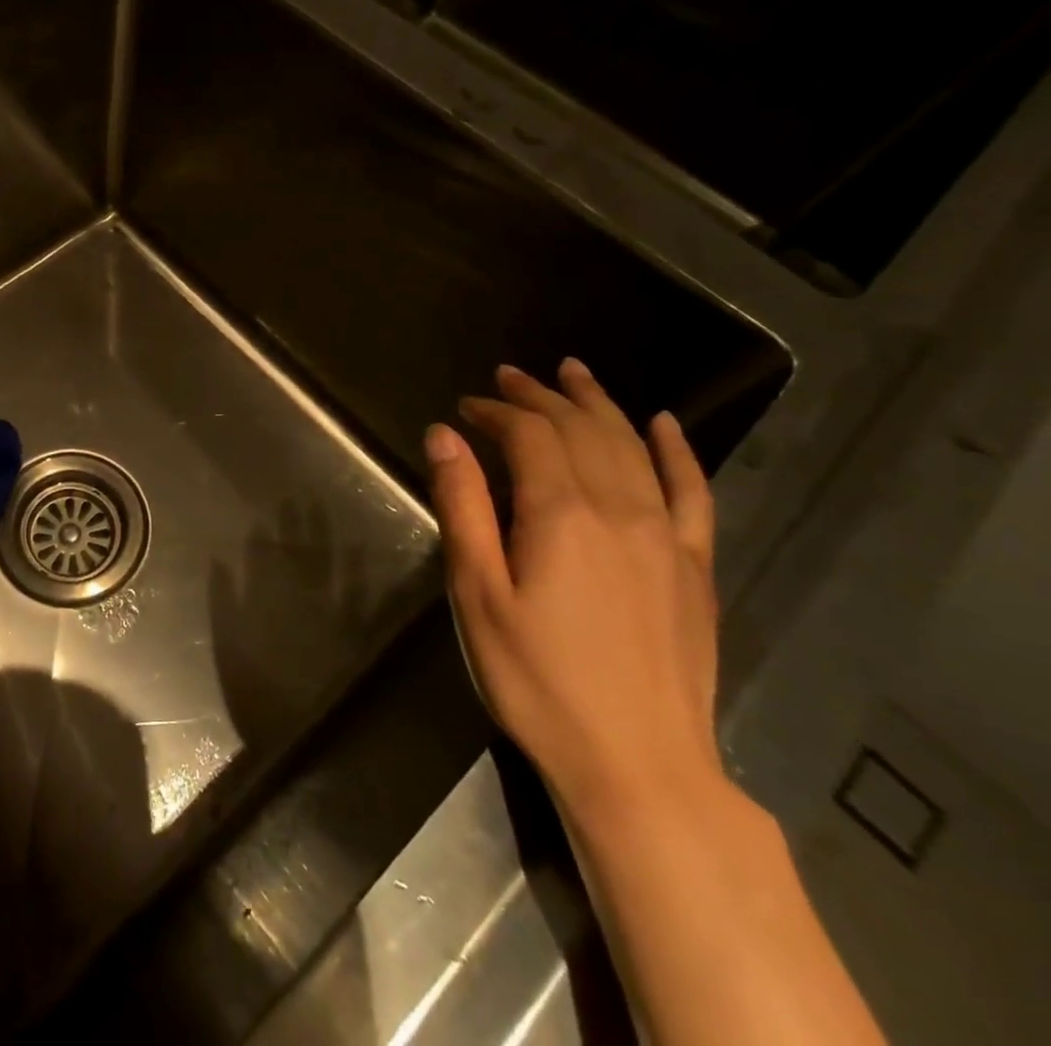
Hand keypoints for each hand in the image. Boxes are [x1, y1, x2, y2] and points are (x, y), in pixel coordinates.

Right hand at [426, 359, 720, 822]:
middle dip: (541, 396)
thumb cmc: (536, 678)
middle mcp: (620, 510)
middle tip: (509, 376)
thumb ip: (462, 506)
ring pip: (632, 447)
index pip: (530, 435)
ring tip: (573, 373)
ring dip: (598, 404)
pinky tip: (663, 424)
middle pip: (581, 430)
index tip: (465, 408)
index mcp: (561, 515)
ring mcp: (666, 537)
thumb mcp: (477, 593)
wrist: (639, 765)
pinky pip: (692, 492)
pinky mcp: (693, 567)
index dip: (496, 412)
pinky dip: (676, 450)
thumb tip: (444, 435)